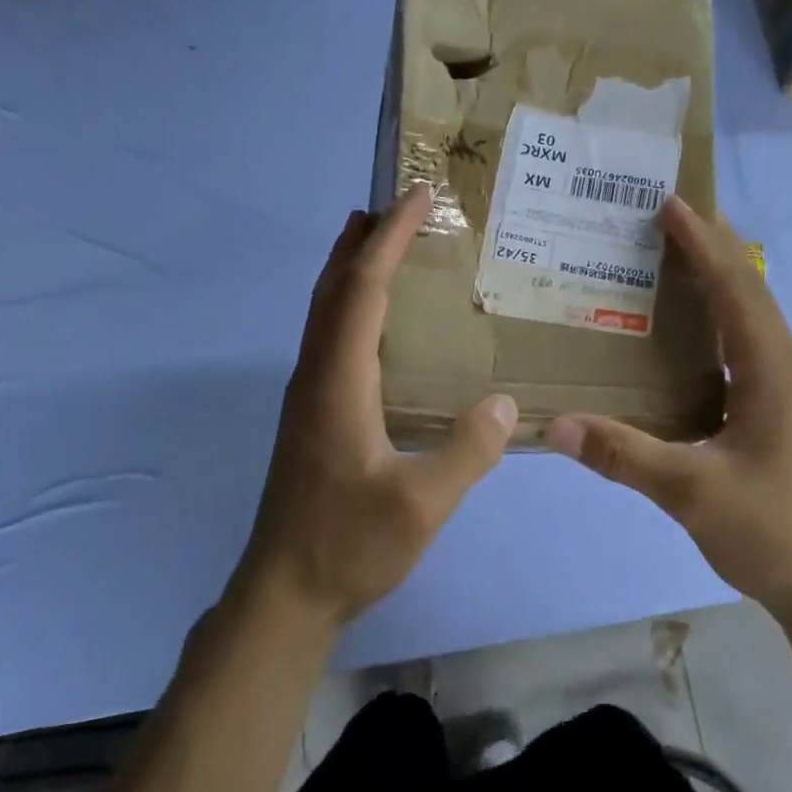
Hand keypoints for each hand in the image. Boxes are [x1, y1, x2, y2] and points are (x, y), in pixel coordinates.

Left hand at [240, 183, 518, 627]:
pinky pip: (329, 339)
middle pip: (333, 289)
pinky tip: (376, 324)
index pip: (362, 291)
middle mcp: (315, 377)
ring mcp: (307, 397)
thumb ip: (467, 451)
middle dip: (363, 241)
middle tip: (397, 207)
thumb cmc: (349, 546)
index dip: (388, 240)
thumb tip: (506, 403)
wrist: (284, 593)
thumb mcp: (421, 505)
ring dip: (351, 270)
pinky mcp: (311, 417)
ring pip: (324, 313)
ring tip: (384, 245)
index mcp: (338, 383)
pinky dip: (350, 307)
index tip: (415, 198)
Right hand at [543, 197, 791, 626]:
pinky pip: (755, 356)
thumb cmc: (776, 534)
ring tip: (676, 272)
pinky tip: (695, 353)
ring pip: (757, 327)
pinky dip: (724, 333)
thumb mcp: (692, 494)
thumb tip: (557, 425)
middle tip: (669, 223)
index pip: (736, 290)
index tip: (671, 203)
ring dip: (721, 291)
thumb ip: (624, 455)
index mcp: (775, 374)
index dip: (703, 244)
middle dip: (714, 253)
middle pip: (752, 296)